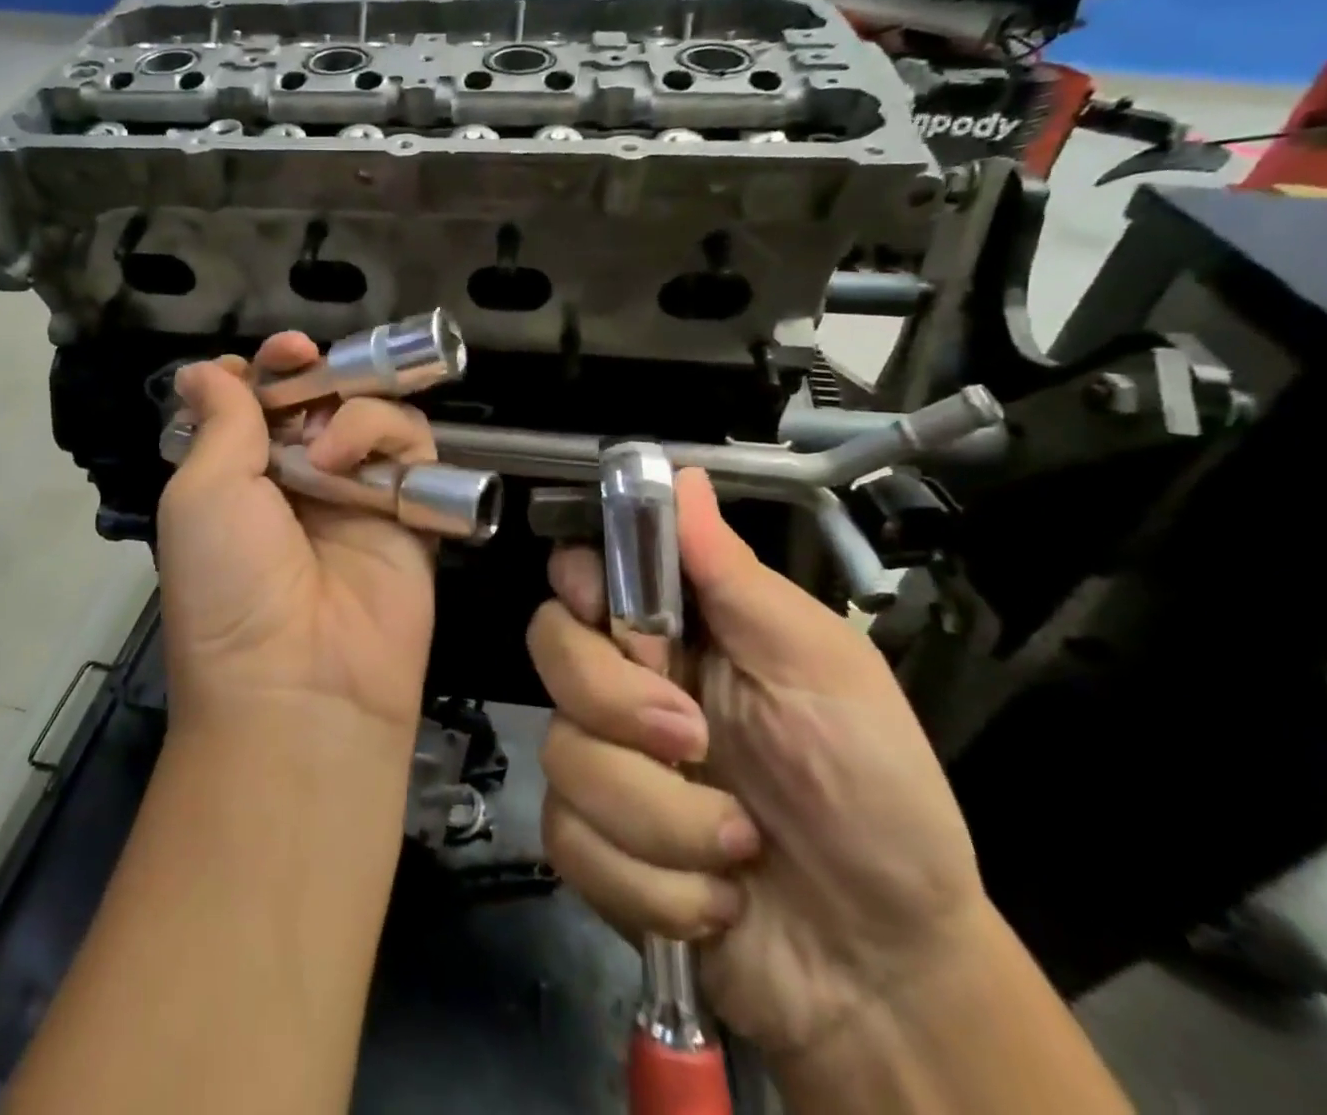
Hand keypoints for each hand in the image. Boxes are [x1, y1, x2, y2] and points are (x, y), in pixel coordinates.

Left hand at [156, 333, 438, 737]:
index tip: (275, 353)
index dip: (266, 368)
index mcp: (240, 477)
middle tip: (304, 359)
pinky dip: (387, 437)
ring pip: (370, 413)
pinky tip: (355, 464)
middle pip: (319, 398)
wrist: (300, 682)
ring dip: (348, 411)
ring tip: (324, 449)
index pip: (260, 402)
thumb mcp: (201, 492)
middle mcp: (299, 481)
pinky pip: (414, 449)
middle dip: (313, 372)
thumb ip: (218, 420)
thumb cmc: (230, 581)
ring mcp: (357, 495)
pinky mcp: (409, 512)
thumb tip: (204, 370)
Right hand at [529, 469, 989, 1060]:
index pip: (581, 573)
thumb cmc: (871, 790)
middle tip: (695, 739)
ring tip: (737, 842)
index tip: (615, 617)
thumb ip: (736, 575)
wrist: (886, 964)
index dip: (580, 583)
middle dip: (617, 703)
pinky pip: (571, 839)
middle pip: (550, 648)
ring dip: (658, 815)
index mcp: (676, 631)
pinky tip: (711, 894)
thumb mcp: (821, 667)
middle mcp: (625, 685)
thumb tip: (682, 474)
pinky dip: (651, 882)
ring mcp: (604, 765)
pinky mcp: (594, 845)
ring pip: (561, 754)